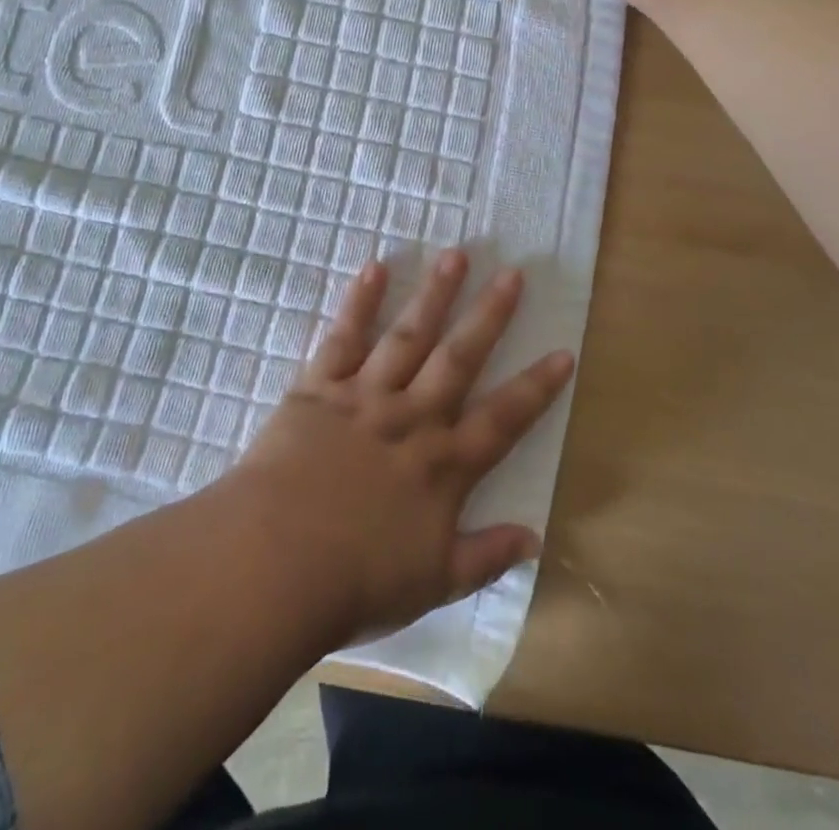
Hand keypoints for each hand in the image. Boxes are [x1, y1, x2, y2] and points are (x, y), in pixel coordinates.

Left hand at [227, 250, 573, 644]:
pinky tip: (375, 268)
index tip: (563, 352)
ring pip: (409, 335)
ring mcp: (365, 396)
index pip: (503, 419)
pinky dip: (360, 301)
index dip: (536, 387)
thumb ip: (485, 556)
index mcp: (443, 465)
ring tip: (456, 255)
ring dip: (434, 294)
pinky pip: (344, 336)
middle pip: (459, 358)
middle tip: (512, 273)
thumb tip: (534, 538)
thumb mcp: (433, 583)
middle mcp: (412, 418)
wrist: (275, 563)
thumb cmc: (355, 582)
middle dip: (489, 315)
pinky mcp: (320, 387)